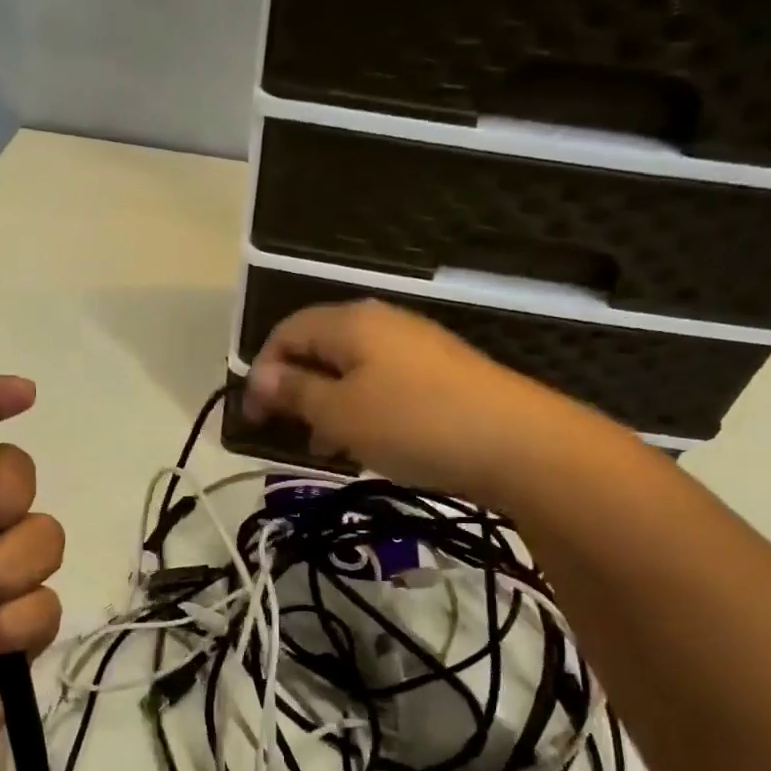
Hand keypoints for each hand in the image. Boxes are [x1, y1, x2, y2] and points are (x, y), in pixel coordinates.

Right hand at [243, 299, 539, 501]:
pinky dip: (361, 412)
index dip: (261, 371)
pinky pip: (382, 386)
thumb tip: (260, 377)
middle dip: (295, 390)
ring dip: (327, 406)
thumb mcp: (341, 413)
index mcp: (351, 322)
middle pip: (319, 348)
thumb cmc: (413, 423)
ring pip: (351, 371)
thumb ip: (295, 392)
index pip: (287, 331)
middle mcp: (382, 324)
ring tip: (324, 448)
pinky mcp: (439, 376)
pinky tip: (366, 446)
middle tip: (286, 434)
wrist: (517, 443)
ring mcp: (415, 348)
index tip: (254, 419)